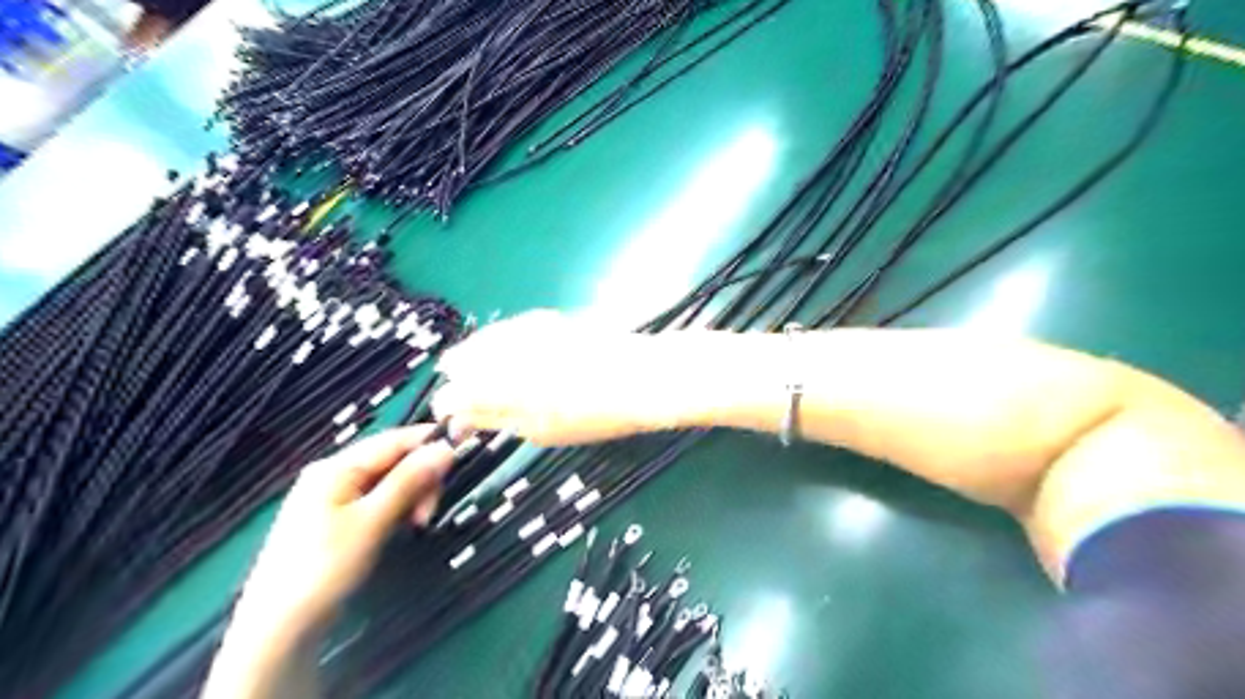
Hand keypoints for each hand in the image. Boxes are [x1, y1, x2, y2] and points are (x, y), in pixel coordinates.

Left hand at [232, 428, 452, 634]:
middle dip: (420, 478)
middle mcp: (335, 474)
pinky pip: (379, 499)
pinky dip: (398, 508)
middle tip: (429, 513)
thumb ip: (409, 481)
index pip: (394, 440)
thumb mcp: (372, 521)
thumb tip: (446, 448)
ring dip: (412, 496)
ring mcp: (335, 497)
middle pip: (393, 459)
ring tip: (418, 524)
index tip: (463, 450)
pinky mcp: (339, 519)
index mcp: (337, 467)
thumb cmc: (324, 567)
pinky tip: (403, 527)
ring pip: (390, 481)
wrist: (278, 627)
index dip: (430, 442)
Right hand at [428, 310, 679, 445]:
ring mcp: (529, 334)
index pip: (460, 396)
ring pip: (484, 342)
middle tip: (456, 388)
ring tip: (465, 365)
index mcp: (508, 392)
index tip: (449, 411)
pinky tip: (496, 346)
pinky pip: (508, 328)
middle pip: (466, 363)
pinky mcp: (547, 320)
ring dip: (472, 355)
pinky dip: (496, 339)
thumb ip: (500, 420)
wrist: (642, 377)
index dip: (450, 405)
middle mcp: (511, 358)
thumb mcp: (544, 430)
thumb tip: (467, 418)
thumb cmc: (598, 415)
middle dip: (457, 377)